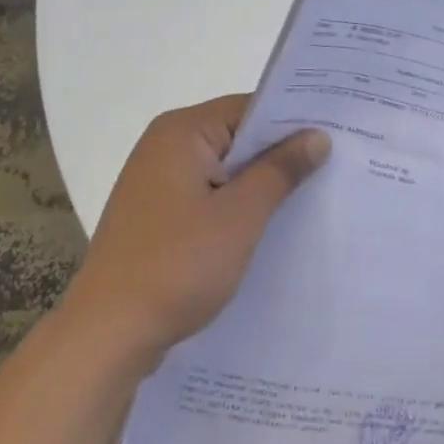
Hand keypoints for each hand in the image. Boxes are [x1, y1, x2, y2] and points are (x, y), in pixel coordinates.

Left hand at [64, 96, 329, 365]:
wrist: (108, 335)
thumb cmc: (177, 265)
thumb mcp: (241, 215)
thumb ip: (280, 170)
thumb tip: (317, 136)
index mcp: (181, 132)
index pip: (249, 109)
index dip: (293, 121)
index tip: (335, 135)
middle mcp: (164, 146)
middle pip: (237, 137)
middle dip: (279, 155)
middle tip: (334, 166)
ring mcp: (156, 182)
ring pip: (224, 170)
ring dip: (259, 184)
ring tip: (310, 197)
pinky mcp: (156, 215)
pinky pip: (207, 195)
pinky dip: (235, 206)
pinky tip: (267, 227)